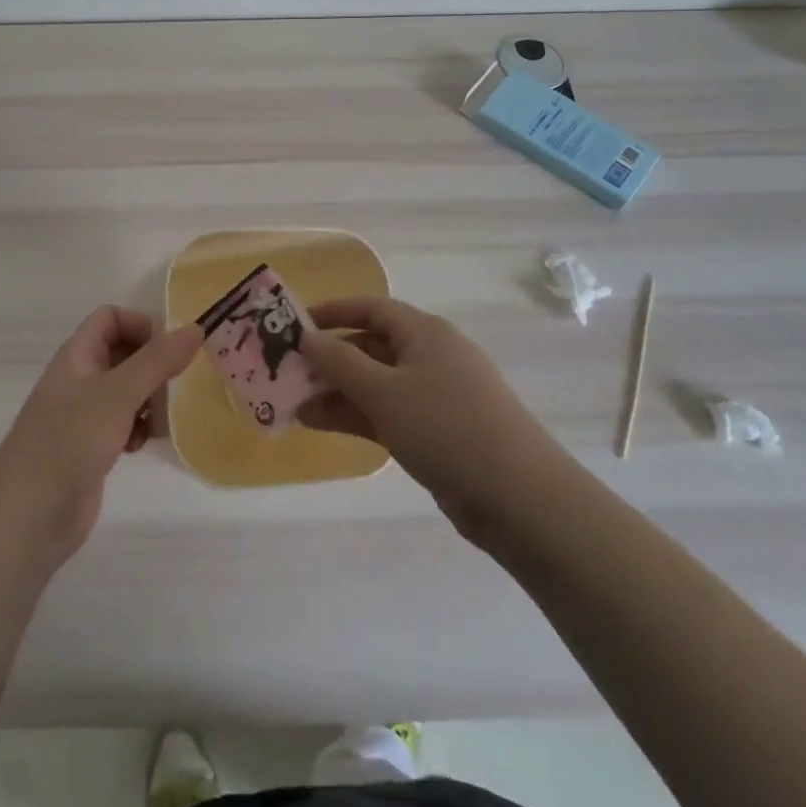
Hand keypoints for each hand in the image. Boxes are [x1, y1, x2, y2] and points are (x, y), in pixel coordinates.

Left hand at [0, 307, 202, 566]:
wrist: (28, 518)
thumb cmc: (69, 443)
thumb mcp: (117, 395)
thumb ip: (157, 361)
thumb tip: (195, 328)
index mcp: (77, 356)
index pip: (111, 318)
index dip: (141, 325)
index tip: (171, 350)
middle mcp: (80, 379)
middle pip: (123, 353)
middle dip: (153, 365)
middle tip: (177, 385)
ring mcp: (84, 415)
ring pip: (127, 390)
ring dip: (150, 399)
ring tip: (162, 418)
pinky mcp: (92, 447)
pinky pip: (124, 422)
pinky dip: (139, 428)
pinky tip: (142, 445)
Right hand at [299, 296, 558, 550]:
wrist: (519, 498)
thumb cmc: (447, 428)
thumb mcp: (385, 392)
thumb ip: (341, 362)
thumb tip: (308, 337)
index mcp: (425, 333)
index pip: (372, 308)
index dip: (333, 312)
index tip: (295, 324)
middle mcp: (430, 356)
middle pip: (371, 346)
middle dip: (329, 358)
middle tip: (286, 371)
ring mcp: (435, 396)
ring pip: (375, 383)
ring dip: (336, 390)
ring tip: (293, 404)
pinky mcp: (436, 431)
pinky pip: (387, 412)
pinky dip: (355, 415)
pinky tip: (320, 423)